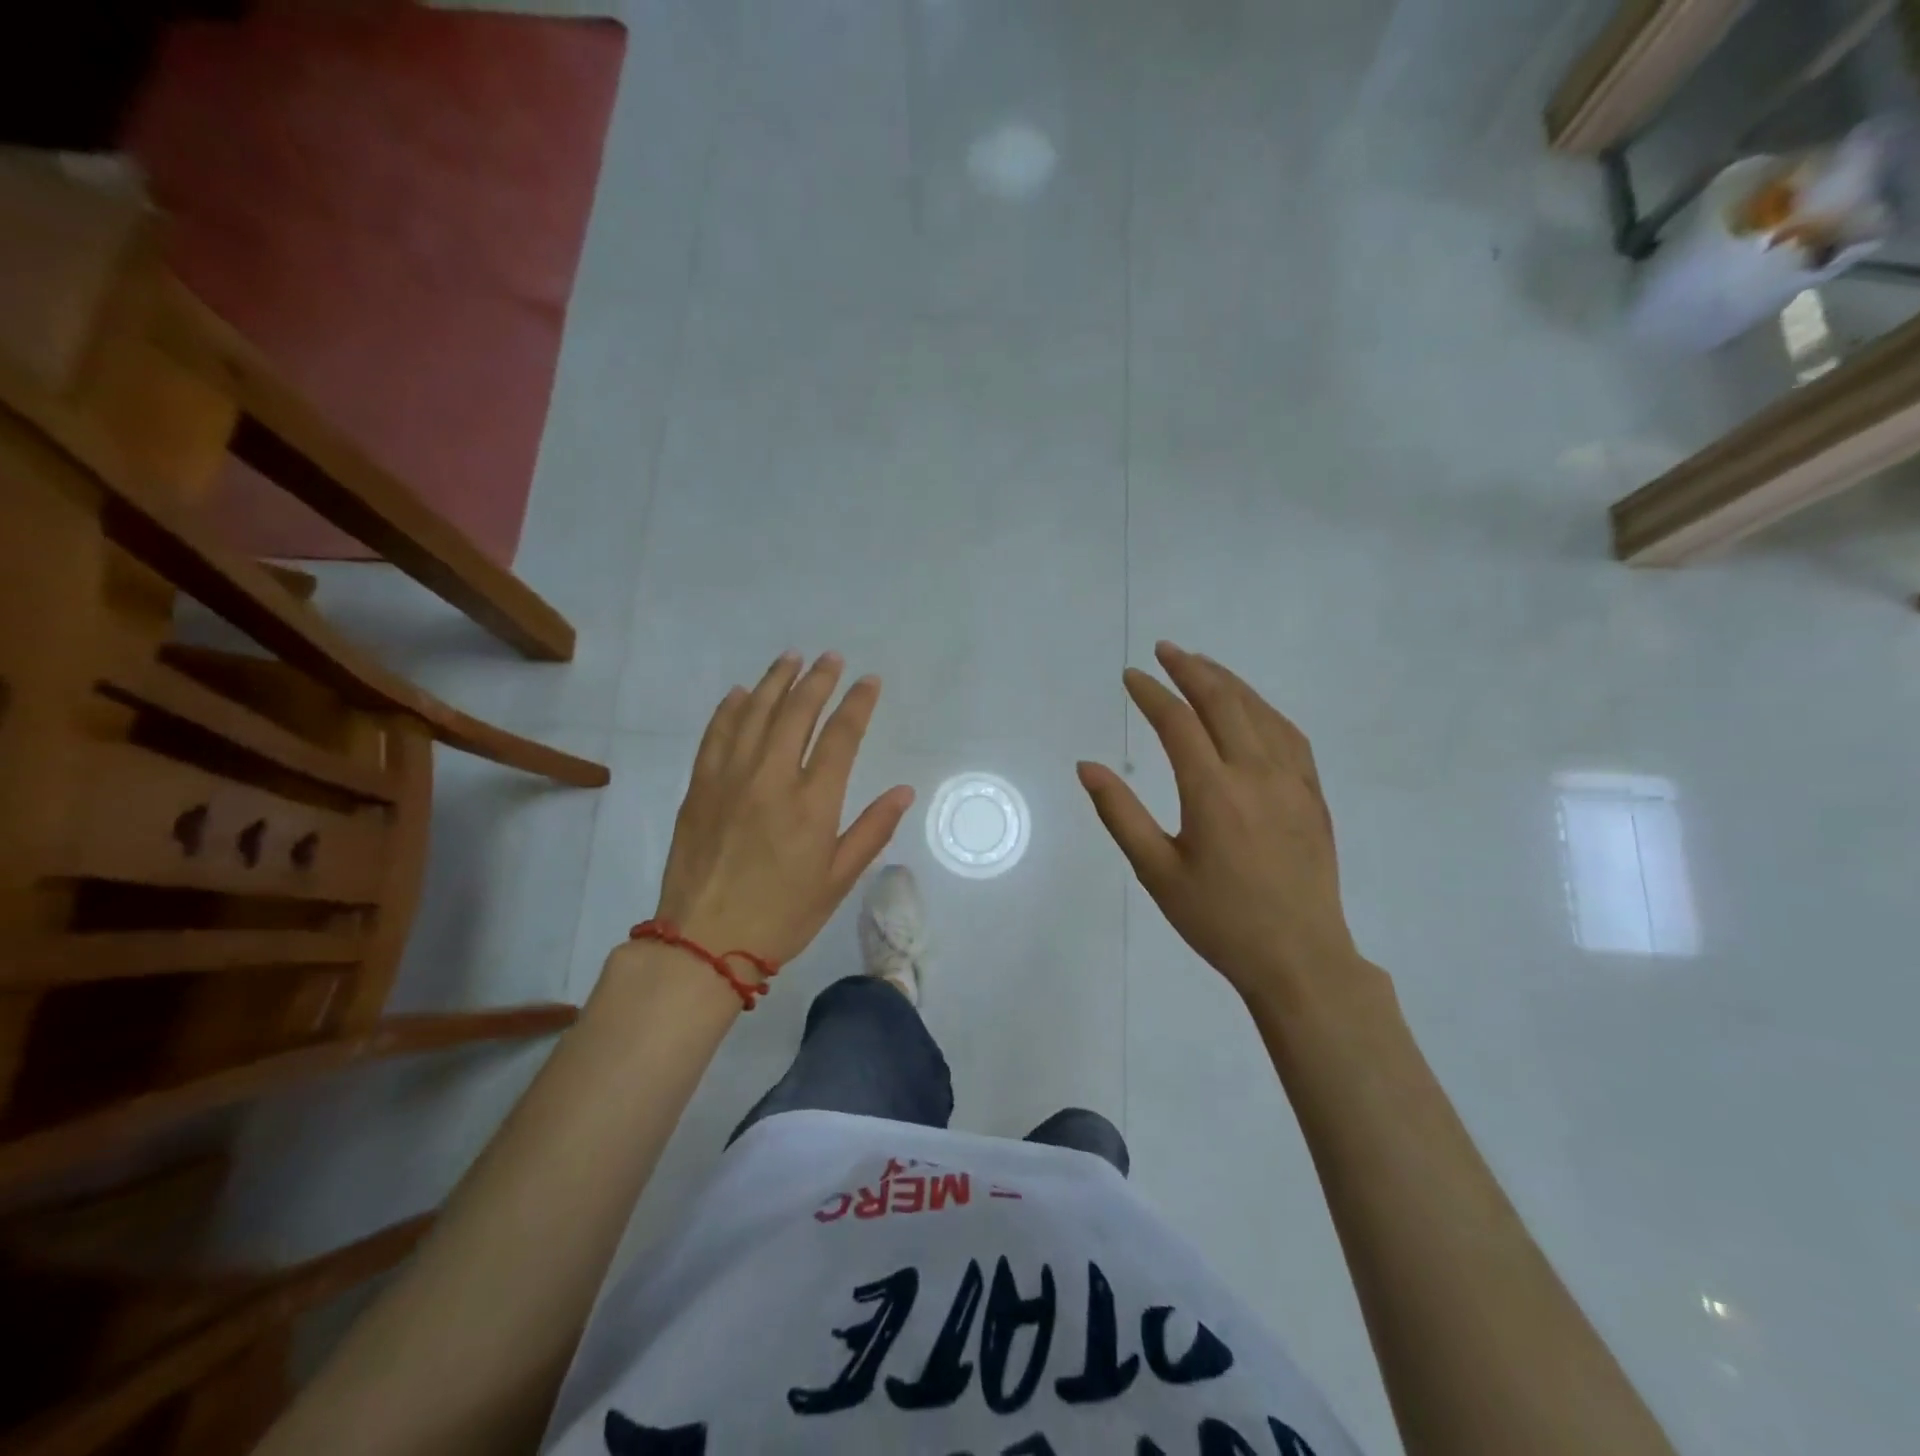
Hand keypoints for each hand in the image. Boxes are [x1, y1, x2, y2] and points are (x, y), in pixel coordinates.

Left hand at [652, 651, 914, 971]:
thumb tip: (903, 790)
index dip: (858, 703)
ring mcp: (730, 779)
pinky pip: (716, 734)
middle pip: (797, 712)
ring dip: (775, 681)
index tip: (869, 681)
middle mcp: (772, 779)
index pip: (841, 736)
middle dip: (818, 679)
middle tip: (831, 658)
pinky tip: (740, 693)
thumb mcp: (837, 880)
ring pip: (755, 713)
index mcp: (813, 804)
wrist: (703, 943)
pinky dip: (730, 708)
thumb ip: (872, 830)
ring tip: (791, 658)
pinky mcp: (699, 787)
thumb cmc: (782, 916)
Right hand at [1077, 642, 1364, 1006]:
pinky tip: (1252, 708)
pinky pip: (1289, 735)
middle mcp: (1256, 774)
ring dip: (1228, 681)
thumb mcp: (1156, 872)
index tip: (1130, 676)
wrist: (1300, 959)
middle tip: (1164, 650)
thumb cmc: (1219, 920)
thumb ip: (1120, 813)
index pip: (1177, 723)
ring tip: (1201, 664)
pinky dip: (1264, 709)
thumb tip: (1087, 766)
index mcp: (1213, 792)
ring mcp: (1293, 782)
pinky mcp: (1313, 795)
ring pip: (1260, 712)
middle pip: (1223, 702)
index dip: (1151, 693)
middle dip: (1190, 669)